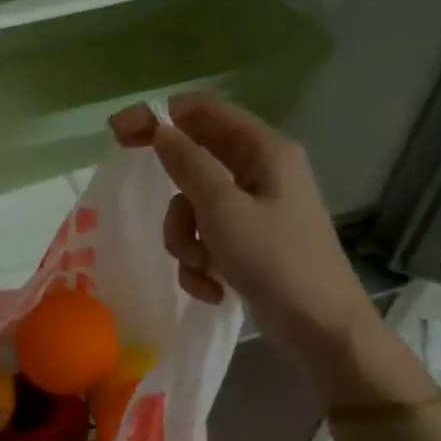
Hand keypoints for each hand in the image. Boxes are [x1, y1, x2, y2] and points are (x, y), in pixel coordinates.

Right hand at [110, 93, 375, 371]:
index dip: (159, 115)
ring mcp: (255, 208)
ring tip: (200, 265)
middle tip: (133, 190)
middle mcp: (261, 171)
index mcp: (263, 150)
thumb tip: (160, 129)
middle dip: (172, 188)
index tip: (119, 131)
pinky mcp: (250, 241)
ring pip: (195, 205)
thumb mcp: (222, 209)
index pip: (203, 111)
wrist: (320, 329)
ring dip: (185, 237)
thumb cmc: (274, 261)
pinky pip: (207, 237)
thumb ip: (187, 164)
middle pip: (196, 159)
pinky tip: (213, 287)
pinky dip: (201, 261)